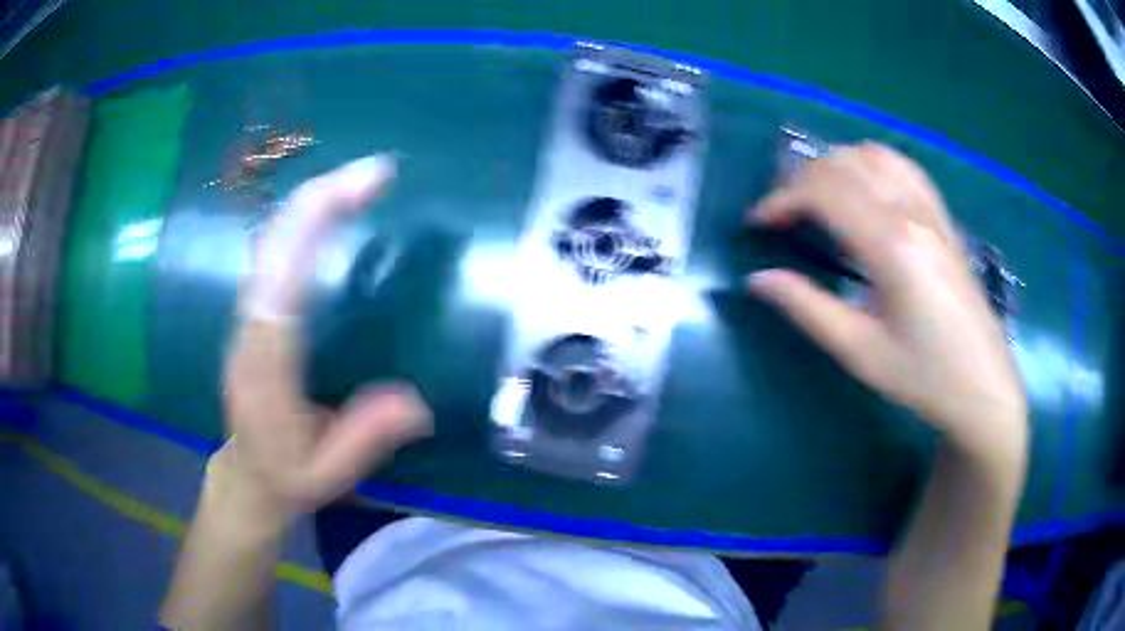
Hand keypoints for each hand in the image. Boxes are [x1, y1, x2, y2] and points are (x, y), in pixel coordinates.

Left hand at [221, 155, 432, 517]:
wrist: (247, 477)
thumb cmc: (287, 477)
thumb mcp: (329, 474)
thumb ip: (365, 438)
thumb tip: (417, 401)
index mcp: (266, 370)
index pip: (282, 283)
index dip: (313, 227)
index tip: (363, 188)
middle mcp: (249, 332)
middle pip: (273, 247)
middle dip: (320, 198)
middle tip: (376, 170)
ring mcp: (245, 319)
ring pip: (269, 243)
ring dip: (311, 202)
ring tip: (360, 180)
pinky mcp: (251, 314)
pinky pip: (272, 254)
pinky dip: (300, 221)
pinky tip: (329, 209)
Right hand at [747, 143, 1025, 461]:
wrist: (982, 385)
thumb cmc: (923, 376)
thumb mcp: (860, 352)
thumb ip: (807, 308)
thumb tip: (757, 279)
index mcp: (890, 245)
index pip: (824, 192)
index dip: (781, 199)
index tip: (757, 224)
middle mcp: (911, 213)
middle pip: (843, 164)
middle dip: (800, 181)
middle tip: (782, 217)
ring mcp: (931, 211)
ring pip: (872, 155)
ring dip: (834, 167)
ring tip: (817, 200)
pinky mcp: (942, 218)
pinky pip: (902, 166)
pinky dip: (870, 164)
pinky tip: (864, 189)